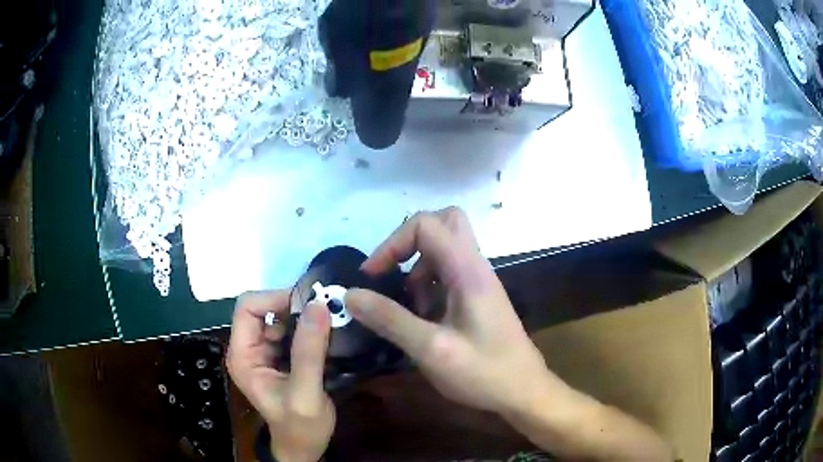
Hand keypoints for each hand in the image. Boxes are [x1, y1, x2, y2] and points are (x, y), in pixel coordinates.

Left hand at [227, 291, 334, 461]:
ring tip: (329, 320)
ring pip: (279, 318)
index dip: (274, 299)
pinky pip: (291, 331)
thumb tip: (318, 306)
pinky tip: (327, 334)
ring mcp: (264, 353)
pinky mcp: (280, 357)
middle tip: (324, 310)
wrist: (305, 447)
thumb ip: (308, 352)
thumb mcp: (305, 393)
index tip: (309, 304)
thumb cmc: (300, 426)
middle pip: (262, 309)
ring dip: (303, 316)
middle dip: (292, 306)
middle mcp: (249, 349)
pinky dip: (308, 327)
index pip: (247, 308)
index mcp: (243, 356)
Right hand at [345, 207, 560, 414]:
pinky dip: (429, 284)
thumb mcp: (431, 349)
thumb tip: (350, 294)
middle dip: (410, 242)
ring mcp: (479, 281)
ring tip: (408, 305)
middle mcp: (475, 266)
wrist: (524, 391)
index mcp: (467, 270)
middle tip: (393, 273)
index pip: (426, 224)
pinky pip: (448, 273)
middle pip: (444, 223)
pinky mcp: (478, 297)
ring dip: (418, 267)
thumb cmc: (483, 373)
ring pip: (445, 247)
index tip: (373, 276)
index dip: (393, 242)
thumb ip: (390, 320)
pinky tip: (424, 318)